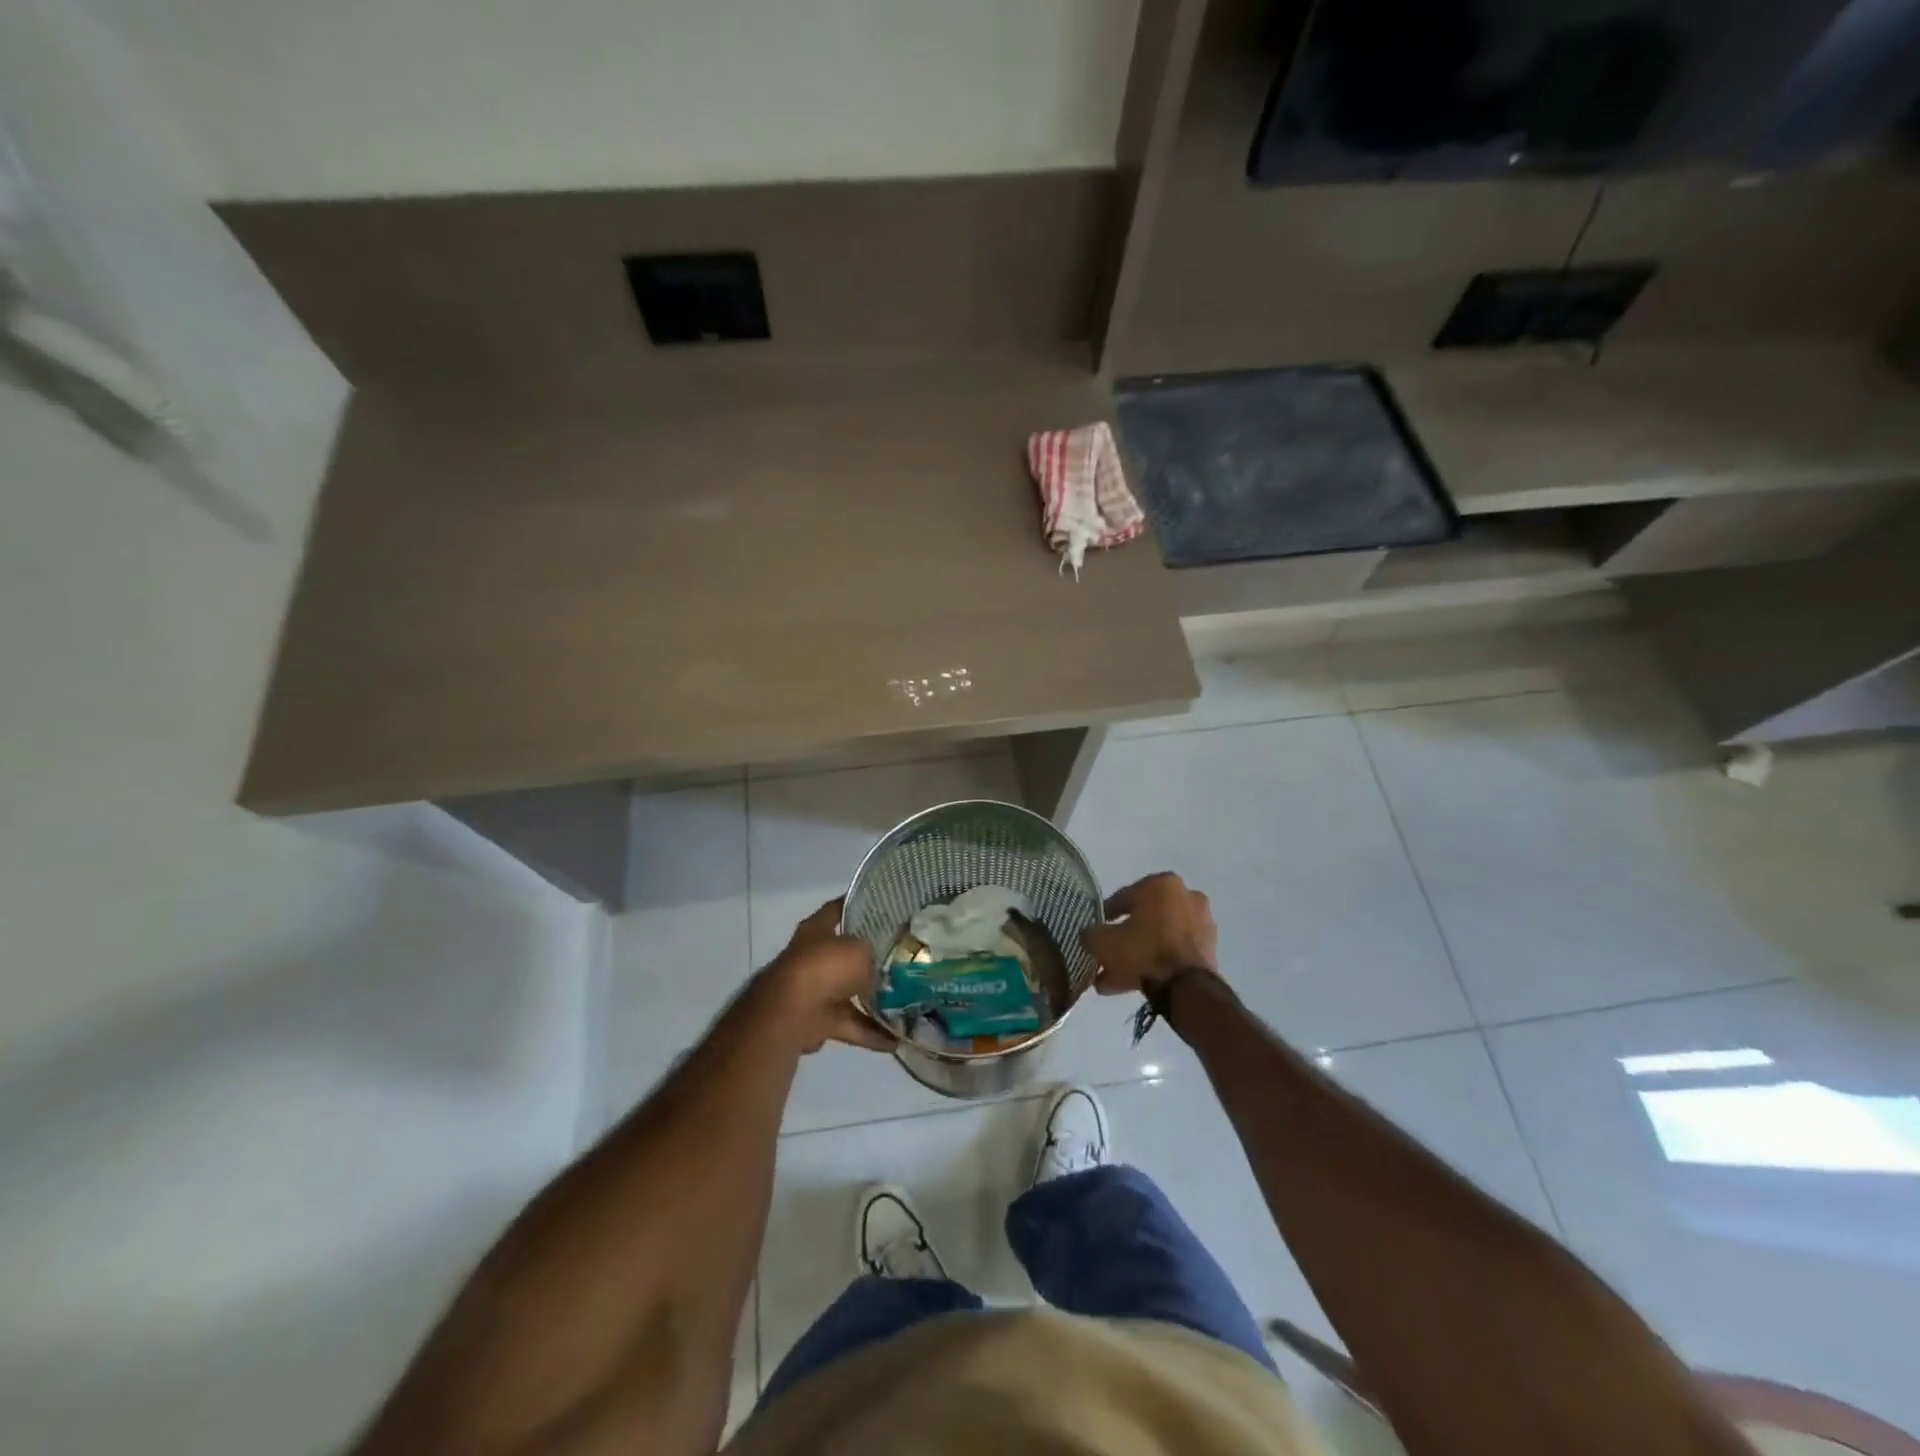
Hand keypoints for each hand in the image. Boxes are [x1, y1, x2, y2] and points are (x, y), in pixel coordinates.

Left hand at [757, 900, 893, 1053]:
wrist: (791, 1013)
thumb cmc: (825, 967)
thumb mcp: (859, 950)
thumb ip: (872, 955)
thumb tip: (879, 968)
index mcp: (817, 929)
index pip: (838, 909)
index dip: (858, 906)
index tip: (883, 907)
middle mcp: (813, 956)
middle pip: (845, 954)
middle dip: (870, 959)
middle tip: (902, 959)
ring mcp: (814, 990)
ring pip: (850, 992)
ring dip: (874, 1001)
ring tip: (907, 1004)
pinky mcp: (818, 1020)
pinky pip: (850, 1024)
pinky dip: (871, 1033)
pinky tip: (896, 1039)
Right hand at [1081, 872, 1218, 996]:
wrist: (1186, 988)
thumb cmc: (1143, 950)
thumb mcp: (1104, 941)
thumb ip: (1091, 934)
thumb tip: (1089, 935)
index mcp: (1162, 884)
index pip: (1124, 897)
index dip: (1106, 915)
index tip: (1096, 930)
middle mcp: (1186, 896)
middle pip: (1145, 918)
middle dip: (1125, 937)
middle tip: (1107, 955)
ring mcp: (1201, 923)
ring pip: (1159, 937)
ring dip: (1139, 953)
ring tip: (1116, 977)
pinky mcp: (1209, 949)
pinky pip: (1174, 952)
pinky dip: (1157, 963)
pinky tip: (1135, 983)